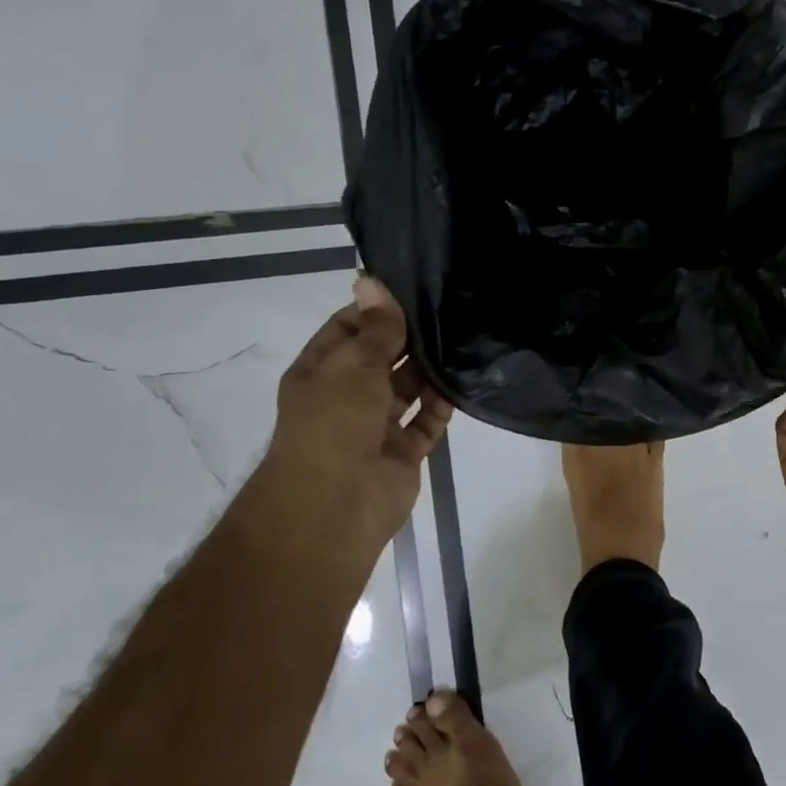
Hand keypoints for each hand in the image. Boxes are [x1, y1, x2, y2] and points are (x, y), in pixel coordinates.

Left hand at [236, 277, 452, 578]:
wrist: (336, 505)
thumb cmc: (334, 424)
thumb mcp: (352, 365)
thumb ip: (374, 328)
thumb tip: (371, 280)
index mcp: (321, 372)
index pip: (349, 328)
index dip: (376, 309)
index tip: (414, 287)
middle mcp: (347, 396)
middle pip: (382, 358)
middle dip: (409, 338)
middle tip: (450, 308)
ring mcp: (376, 426)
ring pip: (407, 389)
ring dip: (429, 370)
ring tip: (464, 337)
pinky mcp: (403, 452)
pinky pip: (427, 421)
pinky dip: (442, 404)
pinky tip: (464, 379)